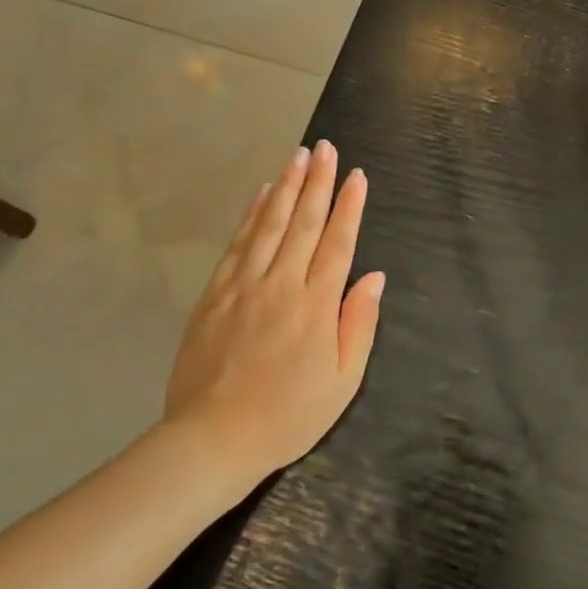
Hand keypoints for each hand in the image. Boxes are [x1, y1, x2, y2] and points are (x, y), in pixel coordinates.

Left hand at [163, 142, 383, 477]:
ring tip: (299, 156)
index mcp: (316, 305)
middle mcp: (281, 284)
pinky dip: (252, 215)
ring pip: (270, 224)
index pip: (338, 243)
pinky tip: (262, 194)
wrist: (213, 439)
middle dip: (318, 182)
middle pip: (304, 223)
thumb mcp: (343, 382)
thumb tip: (375, 277)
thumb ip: (359, 324)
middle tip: (326, 148)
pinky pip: (238, 244)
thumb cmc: (288, 416)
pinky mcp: (215, 294)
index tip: (356, 176)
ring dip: (287, 187)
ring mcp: (244, 285)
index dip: (349, 207)